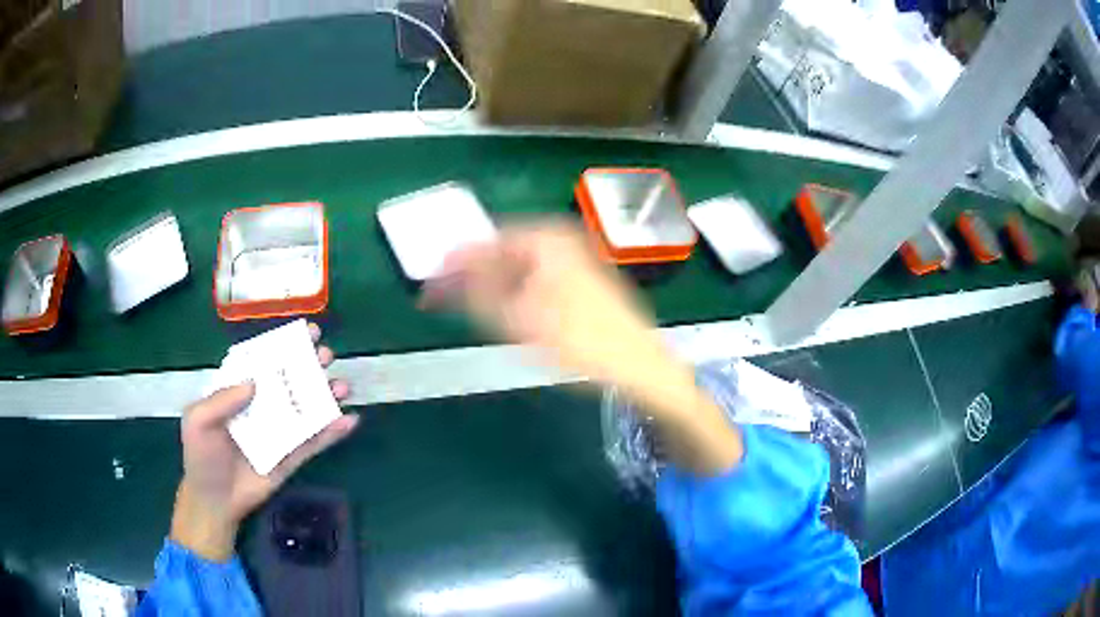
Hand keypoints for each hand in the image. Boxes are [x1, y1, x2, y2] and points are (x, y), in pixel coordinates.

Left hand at [170, 323, 358, 561]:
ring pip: (307, 408)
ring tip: (342, 387)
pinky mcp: (293, 456)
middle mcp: (263, 406)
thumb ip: (221, 400)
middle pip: (290, 381)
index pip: (264, 362)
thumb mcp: (199, 422)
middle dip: (310, 365)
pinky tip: (350, 420)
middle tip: (327, 356)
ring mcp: (280, 431)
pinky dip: (333, 432)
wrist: (215, 500)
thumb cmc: (202, 456)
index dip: (284, 345)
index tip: (307, 332)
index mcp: (240, 391)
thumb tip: (254, 383)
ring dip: (327, 396)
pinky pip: (315, 442)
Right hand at [422, 223, 741, 474]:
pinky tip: (508, 315)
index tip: (429, 286)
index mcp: (546, 238)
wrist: (640, 366)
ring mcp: (575, 258)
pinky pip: (537, 278)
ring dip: (492, 286)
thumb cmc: (581, 342)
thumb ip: (476, 291)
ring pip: (519, 267)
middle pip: (501, 252)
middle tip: (445, 301)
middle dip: (472, 277)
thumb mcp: (519, 318)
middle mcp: (561, 239)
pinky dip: (516, 293)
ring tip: (471, 312)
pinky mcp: (583, 280)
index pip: (484, 242)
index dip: (453, 265)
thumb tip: (444, 274)